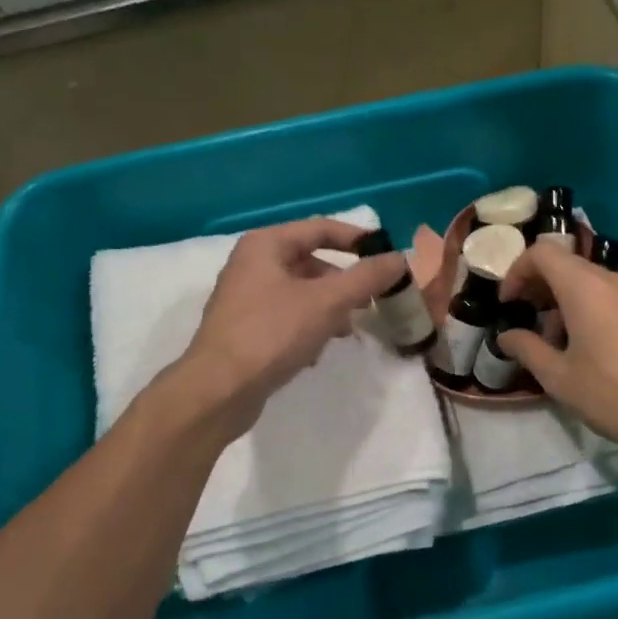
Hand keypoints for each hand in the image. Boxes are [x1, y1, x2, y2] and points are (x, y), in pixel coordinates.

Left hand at [176, 217, 405, 437]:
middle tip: (371, 301)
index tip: (388, 257)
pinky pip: (288, 317)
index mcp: (266, 245)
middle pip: (311, 262)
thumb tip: (400, 258)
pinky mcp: (246, 328)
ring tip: (345, 332)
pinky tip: (315, 353)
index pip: (321, 228)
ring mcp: (246, 298)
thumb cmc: (271, 334)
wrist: (218, 390)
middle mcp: (253, 264)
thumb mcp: (326, 302)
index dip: (358, 240)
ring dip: (329, 309)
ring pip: (302, 293)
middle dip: (344, 283)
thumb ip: (366, 277)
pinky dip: (308, 328)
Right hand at [498, 244, 617, 471]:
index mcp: (585, 287)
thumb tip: (506, 336)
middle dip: (540, 288)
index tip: (508, 303)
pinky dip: (592, 311)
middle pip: (568, 266)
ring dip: (566, 303)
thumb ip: (527, 349)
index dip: (517, 272)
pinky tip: (592, 351)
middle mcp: (614, 281)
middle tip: (527, 322)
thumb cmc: (613, 395)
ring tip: (559, 345)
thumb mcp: (559, 377)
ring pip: (592, 284)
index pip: (543, 253)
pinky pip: (614, 299)